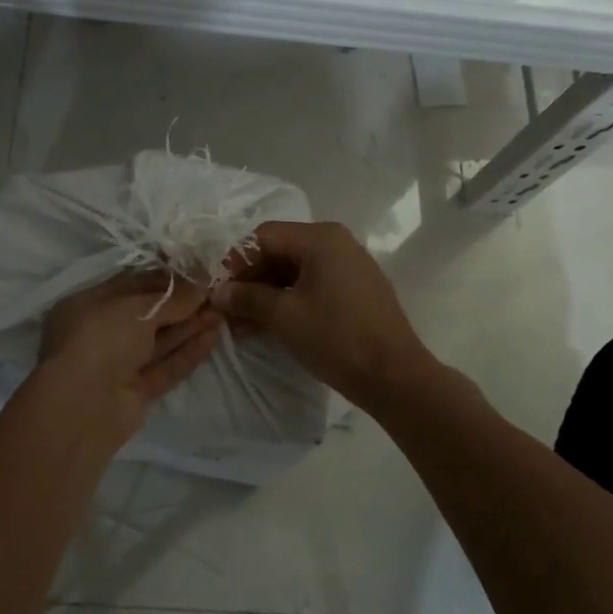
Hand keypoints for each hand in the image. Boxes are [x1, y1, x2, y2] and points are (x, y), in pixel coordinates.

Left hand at [37, 272, 222, 438]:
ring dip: (189, 327)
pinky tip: (213, 337)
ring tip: (222, 313)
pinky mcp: (134, 393)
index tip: (197, 274)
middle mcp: (101, 333)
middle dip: (181, 305)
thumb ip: (171, 299)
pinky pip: (164, 368)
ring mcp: (117, 365)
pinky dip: (187, 353)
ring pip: (158, 342)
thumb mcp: (136, 307)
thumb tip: (201, 289)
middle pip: (147, 315)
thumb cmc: (101, 338)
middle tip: (216, 294)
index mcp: (89, 305)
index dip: (165, 280)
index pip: (131, 286)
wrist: (82, 406)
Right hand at [212, 221, 433, 408]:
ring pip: (295, 271)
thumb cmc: (336, 337)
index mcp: (321, 238)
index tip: (218, 289)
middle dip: (251, 280)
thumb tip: (217, 292)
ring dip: (267, 294)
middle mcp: (337, 243)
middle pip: (280, 251)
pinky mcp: (356, 290)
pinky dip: (289, 300)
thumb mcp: (284, 316)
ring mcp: (350, 266)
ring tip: (243, 324)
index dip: (236, 261)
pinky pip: (313, 285)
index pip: (264, 236)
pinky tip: (269, 324)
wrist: (394, 376)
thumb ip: (247, 297)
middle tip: (227, 309)